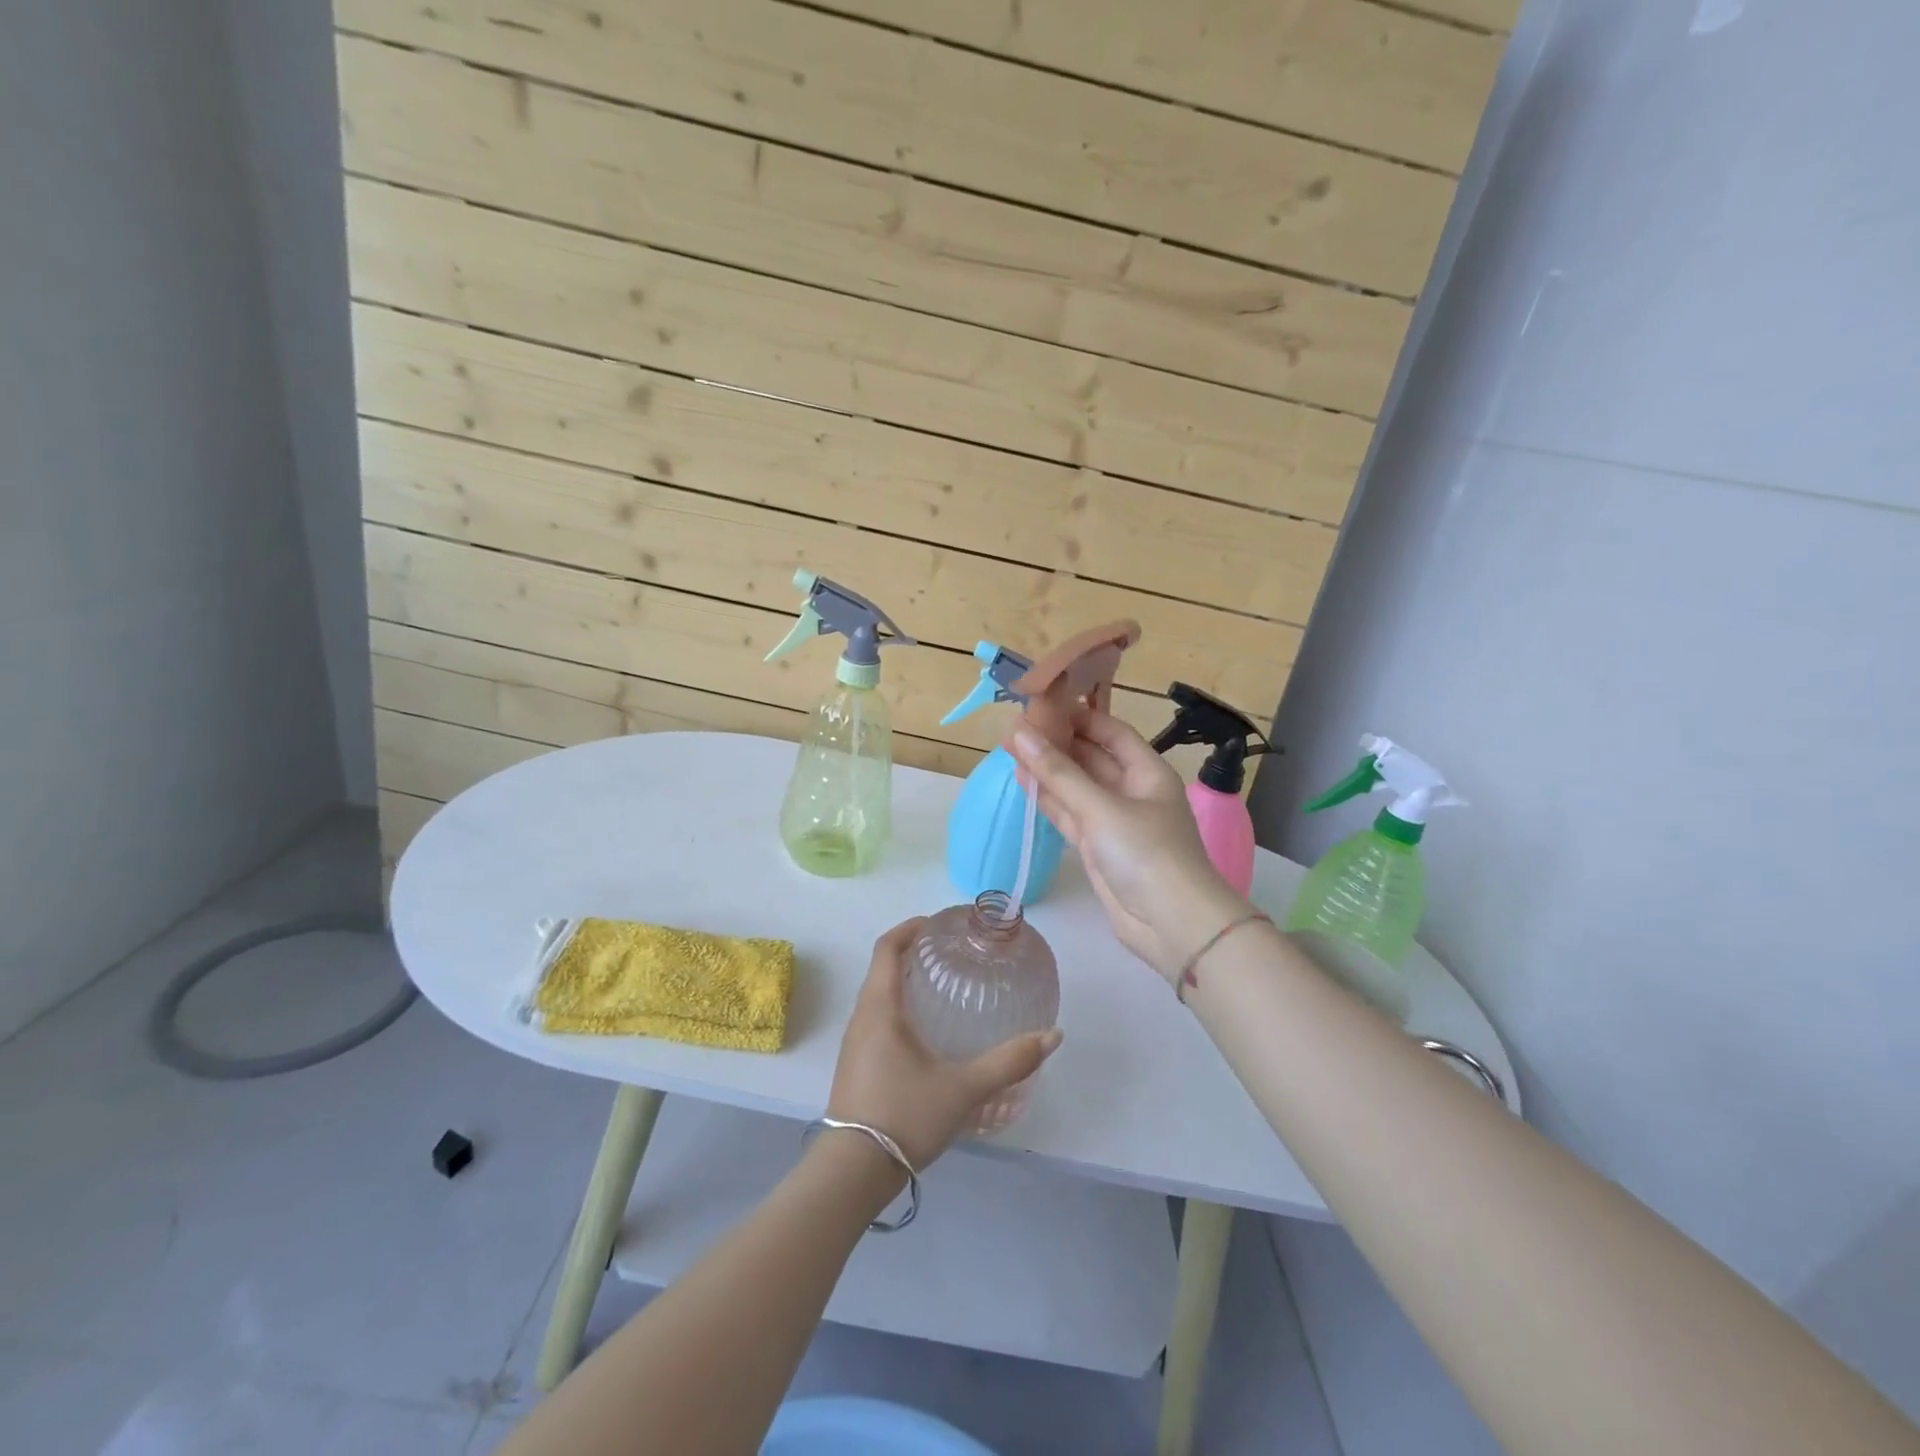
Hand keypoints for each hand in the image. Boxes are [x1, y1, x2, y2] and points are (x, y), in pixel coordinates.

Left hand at [826, 918, 1062, 1169]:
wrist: (851, 1173)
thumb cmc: (904, 1117)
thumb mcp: (963, 1089)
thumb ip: (1009, 1062)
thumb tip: (1053, 1035)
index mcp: (880, 1009)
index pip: (886, 948)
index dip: (909, 928)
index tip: (937, 923)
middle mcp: (862, 1018)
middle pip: (882, 968)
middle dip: (911, 952)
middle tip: (949, 953)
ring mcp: (854, 1043)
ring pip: (877, 995)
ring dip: (903, 981)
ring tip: (941, 987)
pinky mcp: (855, 1065)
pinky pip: (875, 1019)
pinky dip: (898, 1007)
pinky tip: (924, 1032)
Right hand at [1010, 714, 1249, 985]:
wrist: (1172, 924)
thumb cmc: (1145, 853)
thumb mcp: (1101, 807)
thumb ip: (1057, 772)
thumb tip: (1019, 733)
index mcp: (1146, 771)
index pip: (1110, 731)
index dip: (1078, 716)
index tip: (1041, 706)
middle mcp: (1132, 791)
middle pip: (1091, 757)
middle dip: (1057, 743)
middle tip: (1015, 728)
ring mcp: (1114, 821)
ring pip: (1077, 787)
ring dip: (1048, 772)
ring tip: (1010, 750)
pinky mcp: (1099, 848)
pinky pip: (1071, 815)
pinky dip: (1049, 801)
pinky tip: (1024, 784)